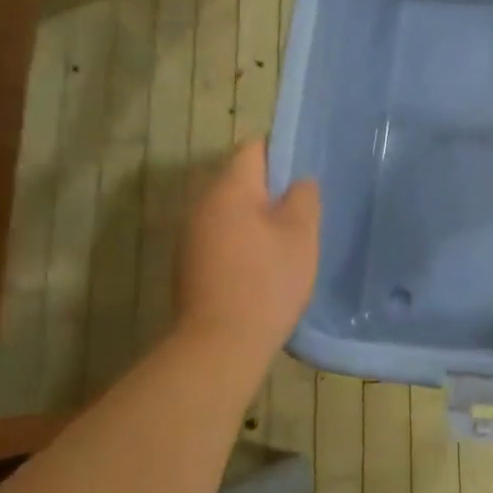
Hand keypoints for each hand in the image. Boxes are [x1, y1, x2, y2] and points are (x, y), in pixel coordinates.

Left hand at [175, 141, 319, 359]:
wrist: (220, 344)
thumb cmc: (267, 281)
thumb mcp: (301, 235)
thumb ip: (304, 198)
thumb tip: (298, 184)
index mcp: (229, 188)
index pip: (254, 148)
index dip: (282, 154)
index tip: (303, 177)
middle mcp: (201, 204)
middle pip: (240, 181)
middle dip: (271, 192)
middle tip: (302, 214)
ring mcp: (190, 236)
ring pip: (230, 212)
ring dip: (256, 220)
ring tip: (286, 243)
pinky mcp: (189, 265)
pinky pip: (220, 238)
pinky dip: (241, 244)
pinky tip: (262, 269)